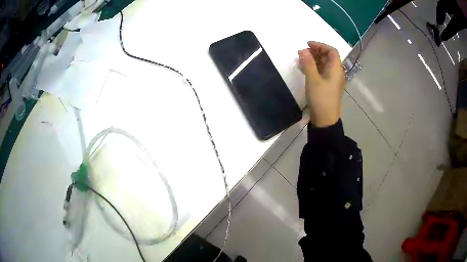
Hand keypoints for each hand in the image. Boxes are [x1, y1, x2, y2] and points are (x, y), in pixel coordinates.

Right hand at [298, 41, 344, 126]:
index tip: (308, 45)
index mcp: (336, 69)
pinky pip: (322, 72)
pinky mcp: (328, 86)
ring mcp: (332, 80)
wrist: (325, 119)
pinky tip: (304, 69)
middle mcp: (336, 72)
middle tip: (303, 52)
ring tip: (301, 60)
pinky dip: (314, 68)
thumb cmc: (321, 98)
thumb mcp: (313, 79)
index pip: (331, 51)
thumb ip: (308, 63)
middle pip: (328, 57)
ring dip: (313, 60)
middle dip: (315, 52)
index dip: (320, 45)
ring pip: (324, 64)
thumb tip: (303, 50)